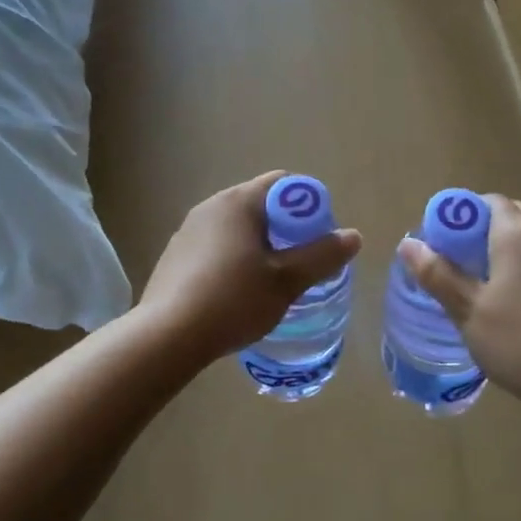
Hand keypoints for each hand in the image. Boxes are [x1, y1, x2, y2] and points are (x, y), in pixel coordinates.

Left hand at [140, 172, 362, 365]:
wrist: (167, 337)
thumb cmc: (233, 300)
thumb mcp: (287, 281)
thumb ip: (322, 256)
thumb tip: (353, 236)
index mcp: (238, 202)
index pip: (283, 184)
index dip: (308, 206)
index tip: (318, 238)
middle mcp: (210, 206)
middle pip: (260, 205)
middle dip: (286, 229)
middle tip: (301, 263)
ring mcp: (188, 231)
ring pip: (237, 229)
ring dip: (260, 246)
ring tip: (272, 282)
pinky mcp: (175, 257)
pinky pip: (216, 247)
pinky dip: (234, 260)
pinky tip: (237, 294)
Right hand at [396, 195, 520, 413]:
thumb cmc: (518, 343)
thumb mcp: (468, 310)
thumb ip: (438, 273)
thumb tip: (409, 244)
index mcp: (520, 236)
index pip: (492, 202)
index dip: (468, 215)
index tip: (451, 241)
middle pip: (520, 217)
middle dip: (493, 231)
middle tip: (472, 264)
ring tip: (503, 288)